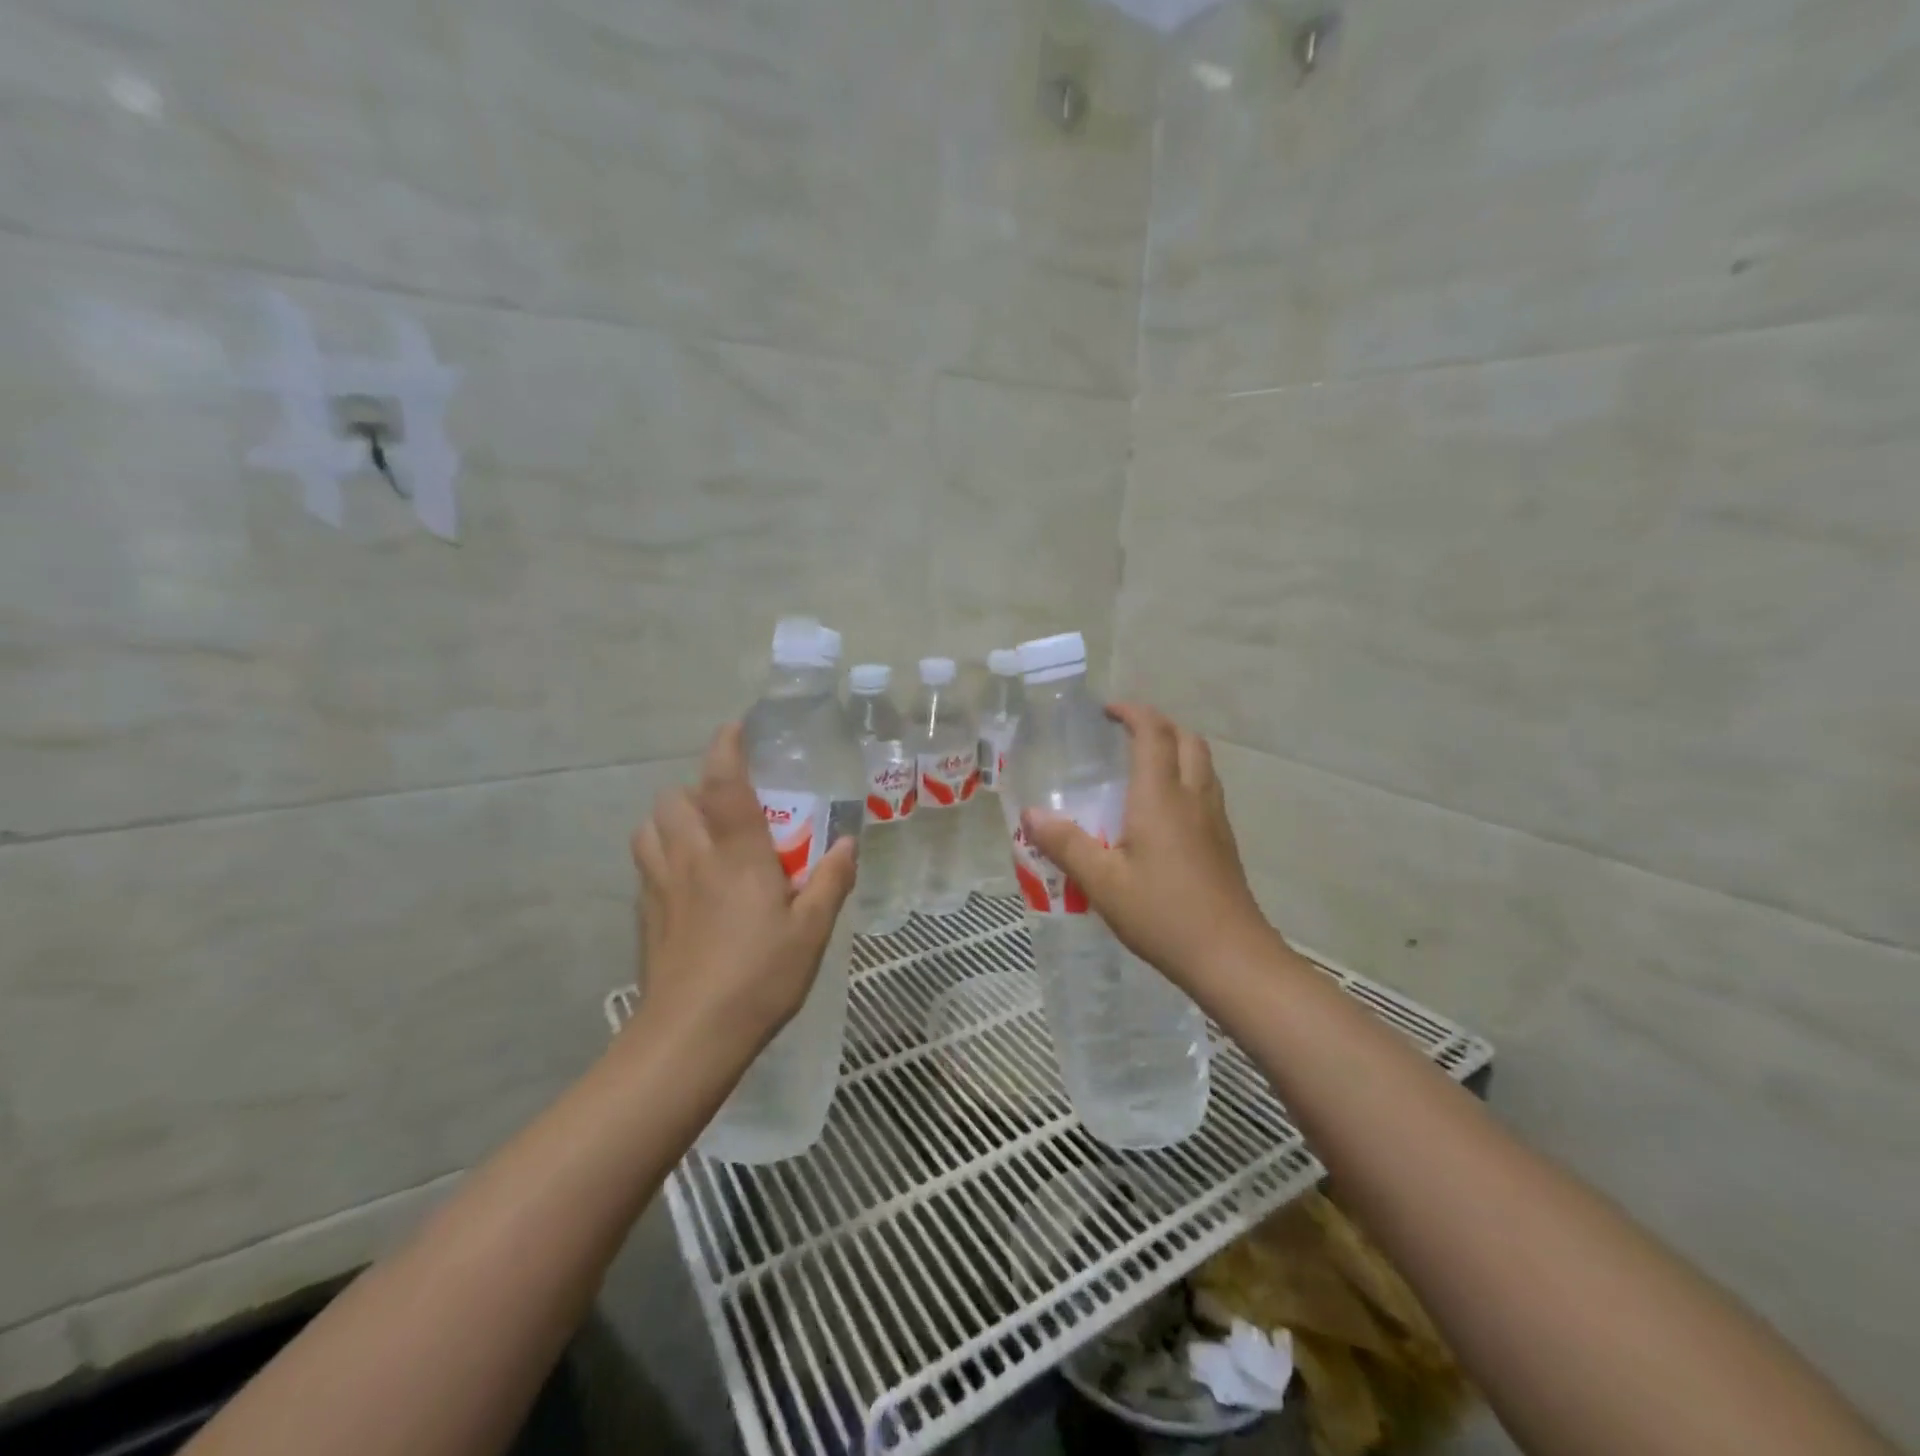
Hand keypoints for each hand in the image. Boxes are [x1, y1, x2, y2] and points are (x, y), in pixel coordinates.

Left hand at [630, 722, 857, 1054]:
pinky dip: (660, 855)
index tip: (735, 728)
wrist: (691, 1036)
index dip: (727, 748)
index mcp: (737, 854)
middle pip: (675, 799)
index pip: (725, 784)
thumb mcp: (812, 931)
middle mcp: (693, 858)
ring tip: (699, 838)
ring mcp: (661, 886)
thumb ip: (830, 881)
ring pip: (649, 828)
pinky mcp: (644, 915)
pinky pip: (645, 865)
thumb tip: (849, 844)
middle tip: (727, 808)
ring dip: (671, 820)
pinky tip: (685, 883)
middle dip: (695, 790)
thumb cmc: (760, 977)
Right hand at [1022, 704, 1276, 990]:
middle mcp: (1193, 797)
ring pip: (1202, 763)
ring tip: (1143, 765)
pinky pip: (1207, 788)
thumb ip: (1066, 844)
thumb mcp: (1102, 882)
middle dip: (1157, 724)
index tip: (1106, 711)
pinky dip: (1186, 776)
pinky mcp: (1224, 841)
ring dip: (1176, 748)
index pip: (1152, 733)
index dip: (1132, 713)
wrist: (1231, 957)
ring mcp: (1215, 819)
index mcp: (1161, 797)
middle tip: (1124, 734)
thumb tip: (1031, 814)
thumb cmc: (1162, 914)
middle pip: (1186, 739)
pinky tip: (1164, 810)